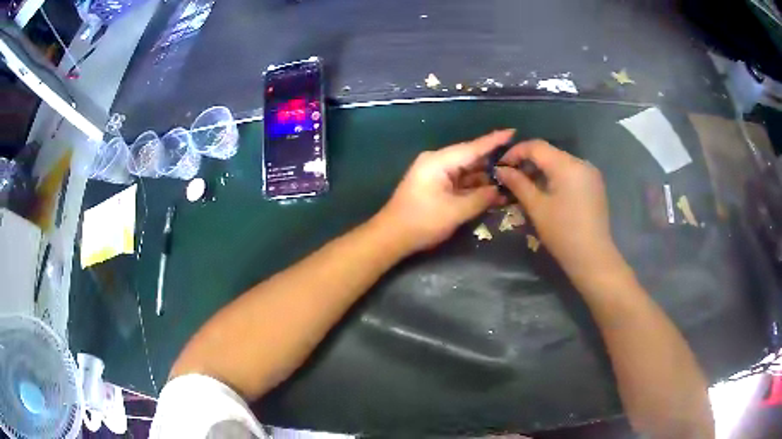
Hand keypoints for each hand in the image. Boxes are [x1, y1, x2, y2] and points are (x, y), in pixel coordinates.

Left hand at [376, 130, 512, 252]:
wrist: (391, 236)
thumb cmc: (422, 222)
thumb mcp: (455, 211)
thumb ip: (480, 198)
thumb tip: (499, 190)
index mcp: (439, 161)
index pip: (472, 148)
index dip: (494, 140)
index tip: (512, 132)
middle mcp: (437, 162)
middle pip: (470, 158)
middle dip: (493, 162)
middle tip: (518, 162)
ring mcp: (435, 174)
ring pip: (466, 171)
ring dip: (485, 177)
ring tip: (511, 178)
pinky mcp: (435, 186)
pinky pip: (460, 182)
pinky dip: (474, 187)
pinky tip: (492, 191)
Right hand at [495, 140, 616, 278]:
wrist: (593, 257)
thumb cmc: (563, 233)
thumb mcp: (537, 208)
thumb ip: (518, 184)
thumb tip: (501, 170)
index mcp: (567, 165)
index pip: (536, 146)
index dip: (515, 152)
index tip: (501, 166)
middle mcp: (581, 163)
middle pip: (549, 153)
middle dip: (528, 162)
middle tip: (511, 178)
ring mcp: (590, 174)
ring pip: (560, 163)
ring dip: (541, 171)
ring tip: (526, 187)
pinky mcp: (594, 185)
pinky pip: (570, 173)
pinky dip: (555, 177)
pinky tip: (546, 193)